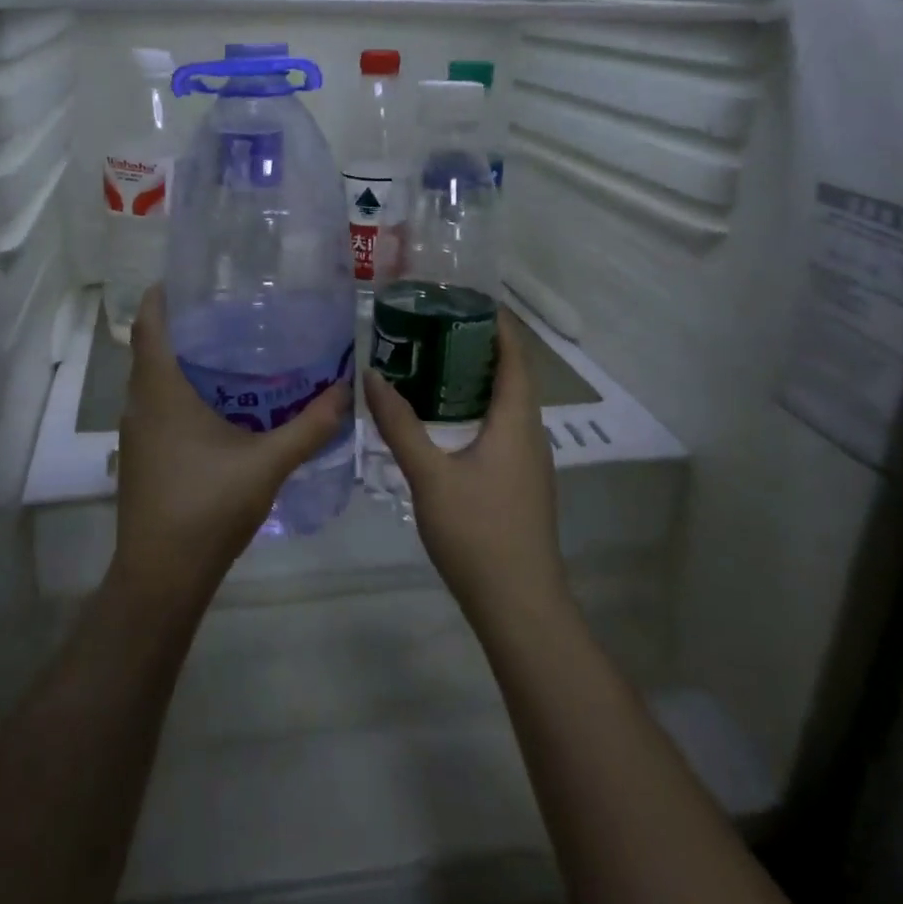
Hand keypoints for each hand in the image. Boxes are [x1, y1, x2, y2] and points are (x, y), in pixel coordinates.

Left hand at [109, 285, 351, 613]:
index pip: (149, 323)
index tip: (194, 277)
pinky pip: (159, 405)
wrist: (161, 577)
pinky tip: (222, 404)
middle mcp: (140, 403)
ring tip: (233, 350)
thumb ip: (309, 427)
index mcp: (161, 390)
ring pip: (155, 379)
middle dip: (186, 325)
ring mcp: (137, 432)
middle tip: (233, 310)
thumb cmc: (207, 507)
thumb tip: (345, 390)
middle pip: (153, 347)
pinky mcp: (142, 455)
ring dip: (185, 361)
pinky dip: (183, 391)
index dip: (163, 294)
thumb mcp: (267, 463)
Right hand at [363, 310, 568, 628]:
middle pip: (511, 375)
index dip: (497, 323)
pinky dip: (476, 409)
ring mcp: (529, 462)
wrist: (519, 606)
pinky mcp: (520, 484)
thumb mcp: (429, 475)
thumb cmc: (478, 532)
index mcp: (516, 420)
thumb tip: (372, 377)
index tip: (467, 297)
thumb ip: (400, 425)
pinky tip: (445, 419)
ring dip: (476, 379)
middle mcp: (530, 433)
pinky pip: (501, 429)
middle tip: (434, 325)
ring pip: (506, 405)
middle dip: (478, 346)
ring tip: (432, 362)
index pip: (515, 355)